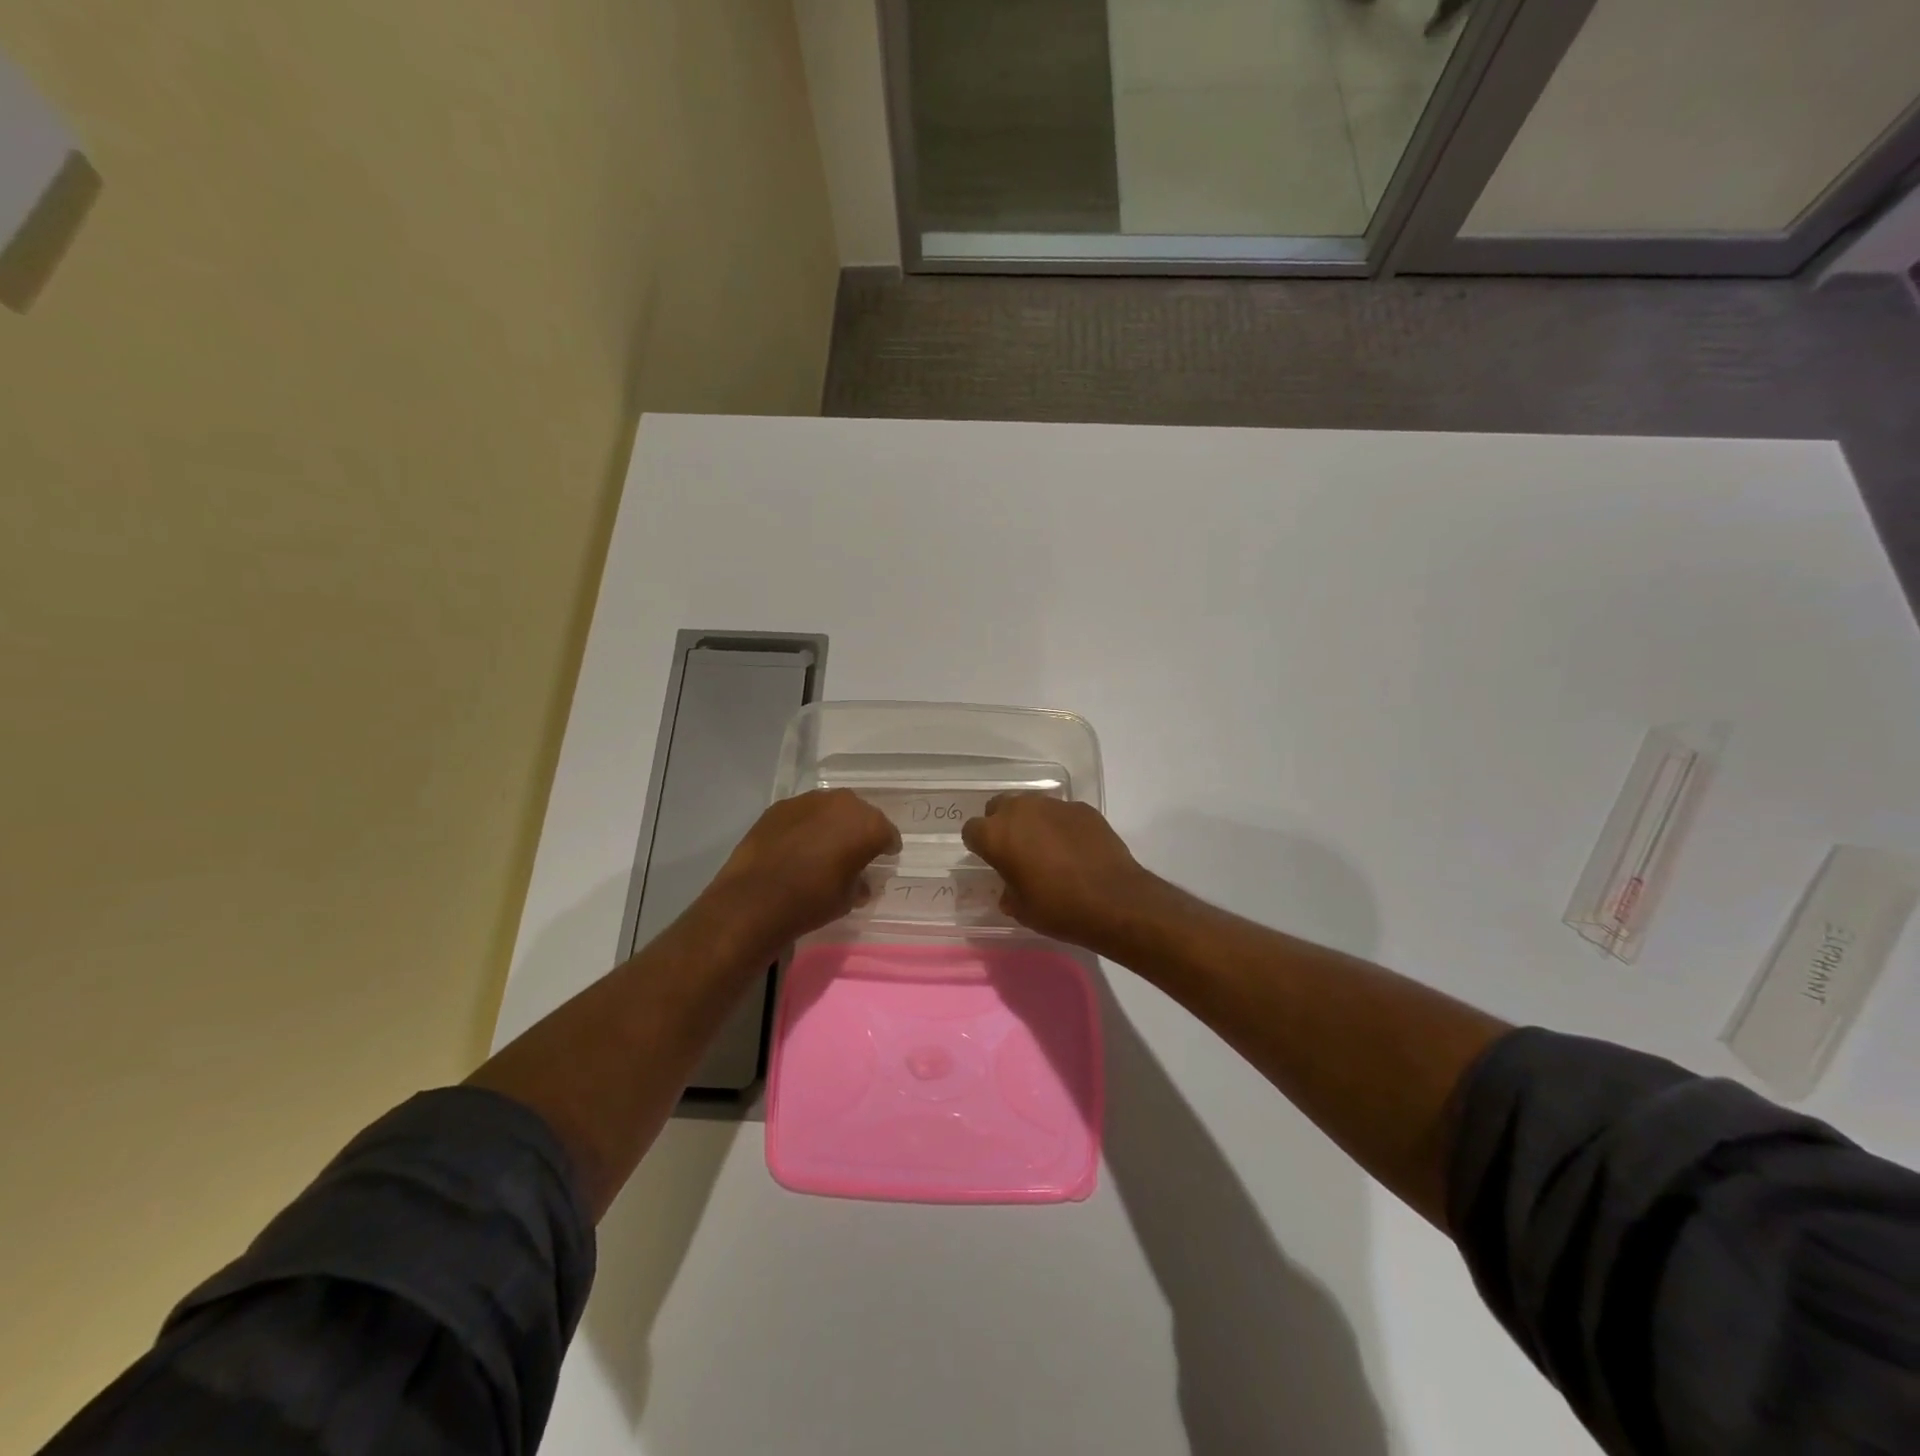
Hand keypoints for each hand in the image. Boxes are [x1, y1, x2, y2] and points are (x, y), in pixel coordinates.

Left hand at [703, 789, 899, 949]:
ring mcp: (809, 800)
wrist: (755, 899)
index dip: (886, 848)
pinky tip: (796, 846)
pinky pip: (803, 813)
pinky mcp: (780, 806)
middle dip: (859, 831)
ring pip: (830, 809)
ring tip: (822, 847)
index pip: (888, 834)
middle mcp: (843, 803)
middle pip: (860, 814)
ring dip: (831, 824)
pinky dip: (805, 825)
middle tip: (853, 852)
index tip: (882, 860)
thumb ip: (860, 883)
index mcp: (868, 825)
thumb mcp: (848, 899)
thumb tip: (860, 880)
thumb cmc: (812, 901)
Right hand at [961, 793, 1159, 949]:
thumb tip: (1010, 888)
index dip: (979, 846)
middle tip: (1015, 851)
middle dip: (1002, 825)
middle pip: (999, 807)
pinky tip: (1074, 848)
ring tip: (1046, 849)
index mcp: (997, 835)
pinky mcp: (1081, 808)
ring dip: (1031, 822)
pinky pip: (1060, 813)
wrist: (1114, 900)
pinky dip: (1060, 826)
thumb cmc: (1058, 908)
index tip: (991, 861)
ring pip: (1031, 806)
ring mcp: (1054, 805)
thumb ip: (1007, 890)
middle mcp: (1021, 810)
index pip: (972, 830)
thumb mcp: (1021, 909)